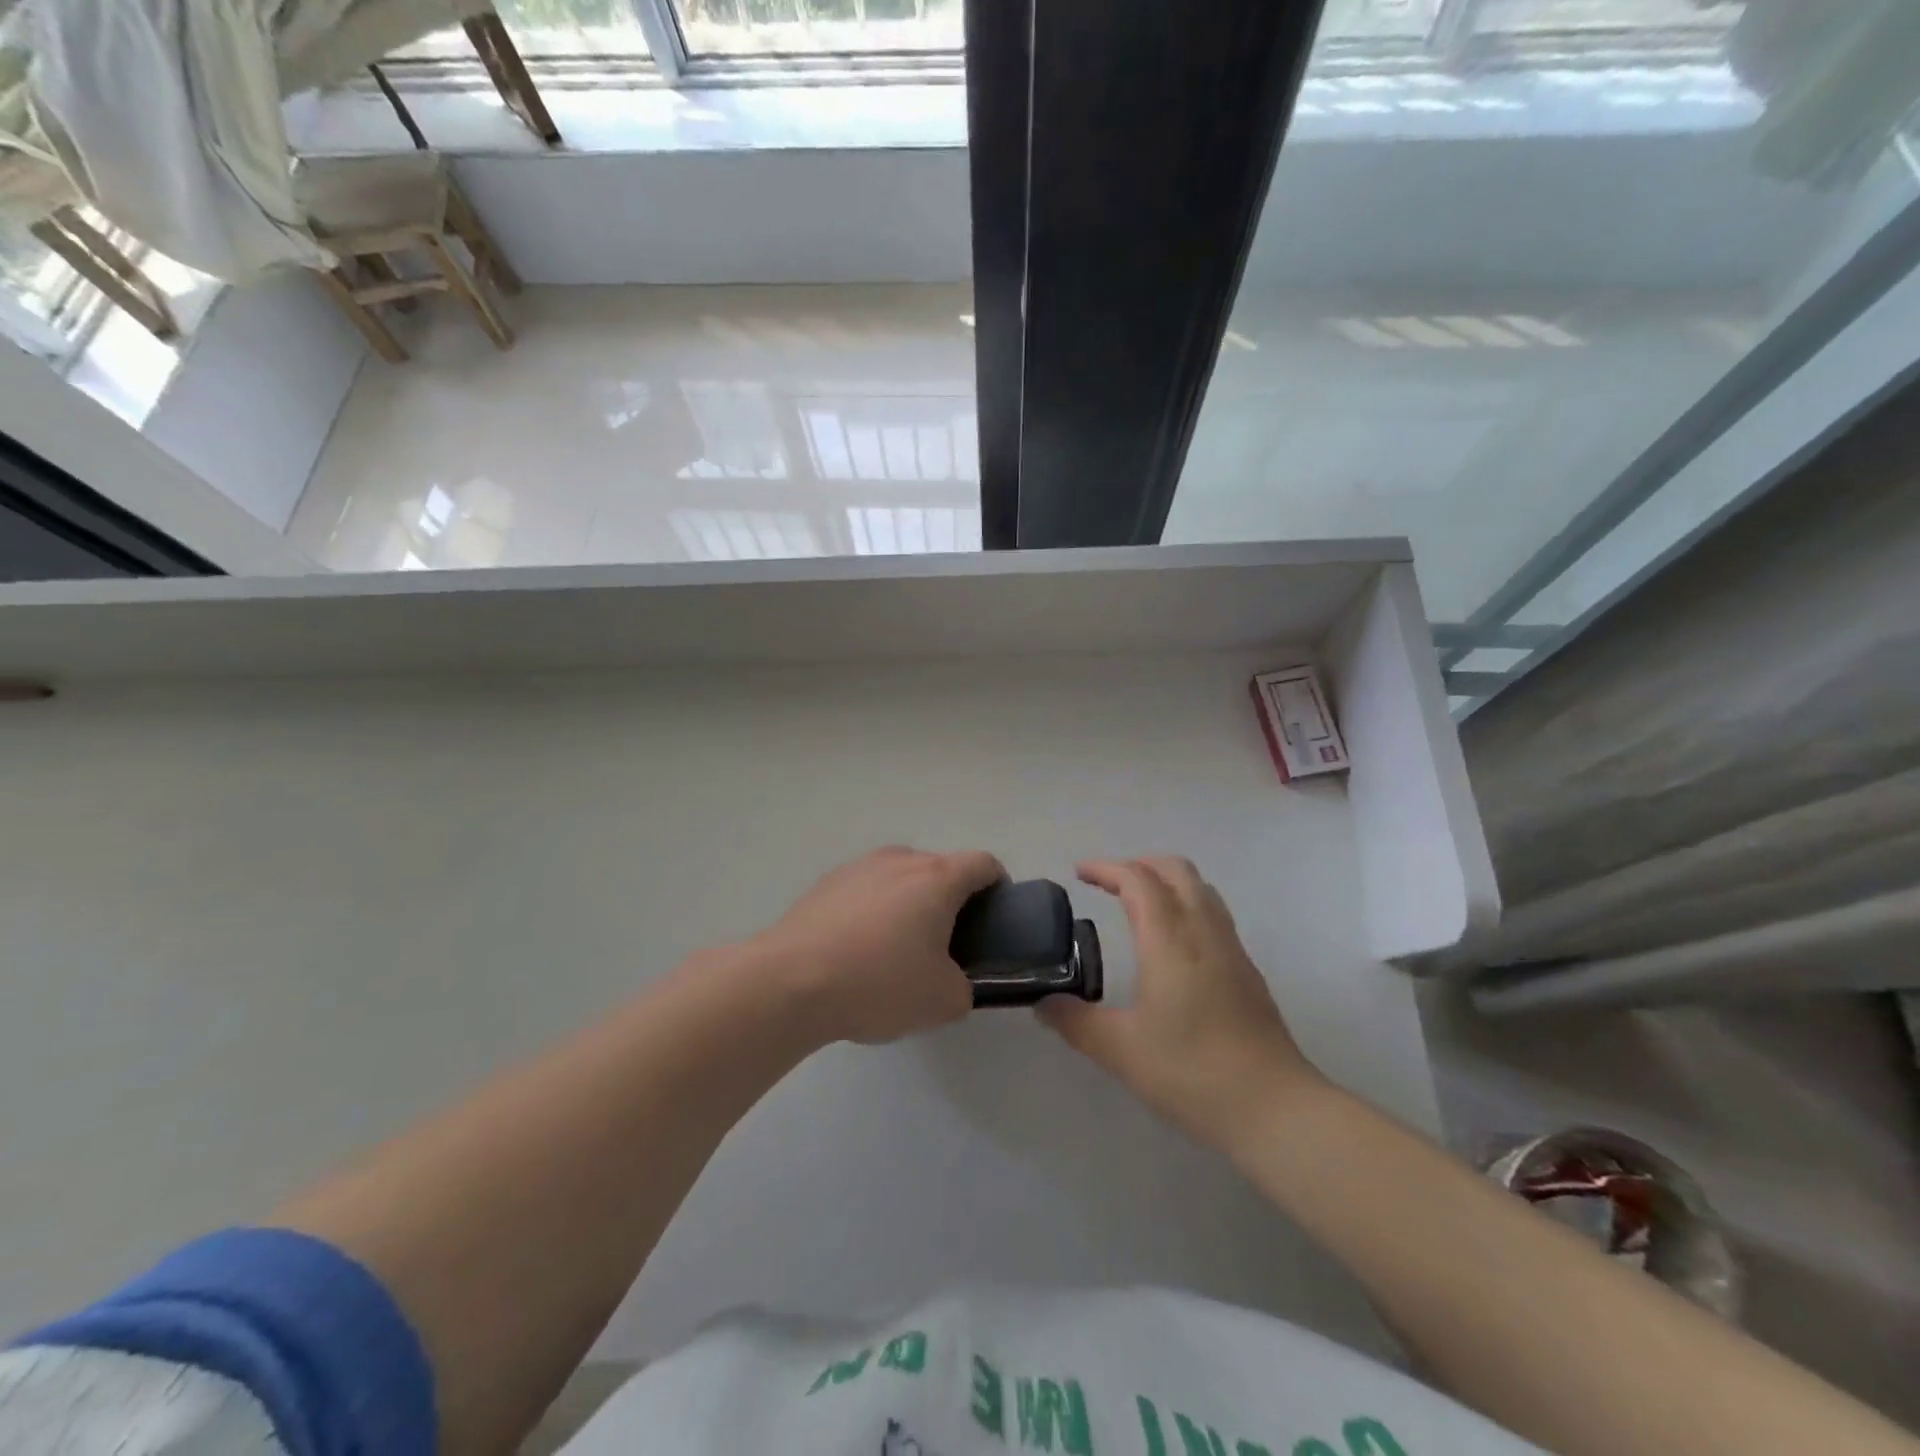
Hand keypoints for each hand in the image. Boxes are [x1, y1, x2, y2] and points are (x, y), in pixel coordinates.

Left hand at [748, 846, 1002, 1044]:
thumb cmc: (878, 983)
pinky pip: (867, 890)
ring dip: (909, 904)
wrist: (789, 982)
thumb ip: (965, 988)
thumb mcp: (942, 1001)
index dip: (998, 885)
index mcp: (936, 878)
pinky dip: (874, 911)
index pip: (982, 863)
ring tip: (897, 950)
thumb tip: (954, 981)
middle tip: (947, 945)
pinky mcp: (826, 884)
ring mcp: (859, 867)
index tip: (996, 916)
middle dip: (951, 900)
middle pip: (940, 869)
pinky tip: (858, 951)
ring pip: (900, 878)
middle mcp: (900, 860)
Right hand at [1037, 858, 1325, 1149]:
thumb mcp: (1121, 1051)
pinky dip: (1186, 904)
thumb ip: (1076, 1022)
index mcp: (1170, 940)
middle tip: (1108, 883)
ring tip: (1137, 903)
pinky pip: (1213, 914)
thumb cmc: (1192, 1072)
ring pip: (1200, 889)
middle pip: (1176, 870)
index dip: (1107, 868)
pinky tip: (1171, 942)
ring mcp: (1231, 949)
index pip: (1138, 880)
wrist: (1275, 1109)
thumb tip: (1043, 1002)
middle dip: (1139, 864)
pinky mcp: (1247, 971)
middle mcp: (1204, 932)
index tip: (1079, 872)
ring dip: (1166, 881)